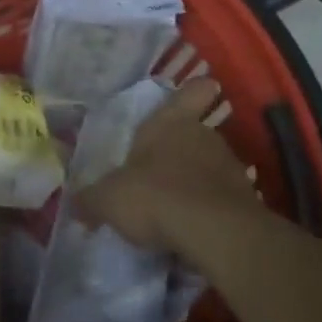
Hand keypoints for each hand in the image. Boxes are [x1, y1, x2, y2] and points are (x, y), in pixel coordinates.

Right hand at [74, 78, 263, 252]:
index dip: (194, 91)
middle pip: (196, 134)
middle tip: (164, 174)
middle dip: (183, 151)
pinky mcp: (246, 201)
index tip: (206, 87)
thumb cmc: (156, 196)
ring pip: (212, 167)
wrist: (215, 234)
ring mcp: (229, 167)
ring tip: (179, 209)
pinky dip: (212, 211)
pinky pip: (224, 200)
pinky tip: (198, 232)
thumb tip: (75, 203)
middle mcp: (202, 136)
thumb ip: (92, 199)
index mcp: (169, 122)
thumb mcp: (110, 199)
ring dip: (199, 182)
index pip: (189, 93)